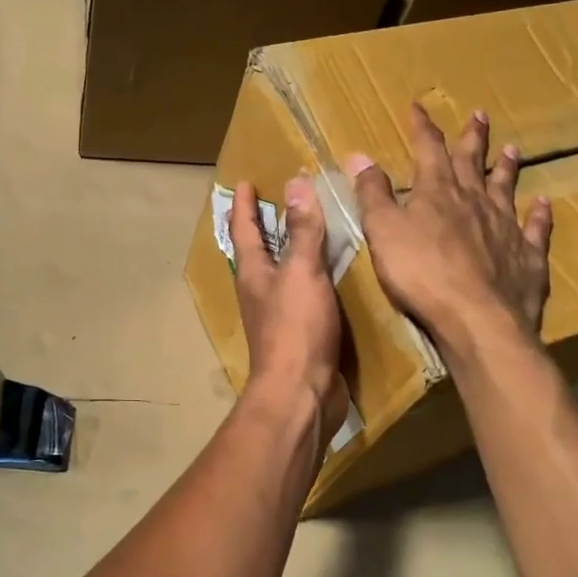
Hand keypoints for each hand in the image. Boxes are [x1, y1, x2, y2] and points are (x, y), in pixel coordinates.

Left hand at [230, 178, 346, 436]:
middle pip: (258, 250)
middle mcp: (260, 291)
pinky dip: (313, 277)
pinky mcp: (300, 334)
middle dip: (264, 225)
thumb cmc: (296, 329)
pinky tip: (333, 275)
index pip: (244, 229)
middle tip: (277, 200)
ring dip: (289, 250)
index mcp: (253, 272)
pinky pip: (304, 294)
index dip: (244, 204)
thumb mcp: (301, 272)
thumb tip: (295, 183)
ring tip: (308, 231)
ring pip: (281, 272)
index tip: (244, 182)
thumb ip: (302, 230)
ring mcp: (278, 314)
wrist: (301, 394)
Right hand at [346, 104, 553, 353]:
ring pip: (506, 188)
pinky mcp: (527, 256)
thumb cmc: (420, 272)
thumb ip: (372, 193)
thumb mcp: (383, 230)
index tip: (418, 106)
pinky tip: (544, 204)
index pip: (429, 148)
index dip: (422, 126)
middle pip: (472, 161)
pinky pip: (535, 229)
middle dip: (472, 137)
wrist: (477, 317)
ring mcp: (505, 226)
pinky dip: (540, 215)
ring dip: (506, 168)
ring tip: (512, 149)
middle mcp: (475, 200)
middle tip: (479, 114)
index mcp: (438, 191)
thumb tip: (359, 155)